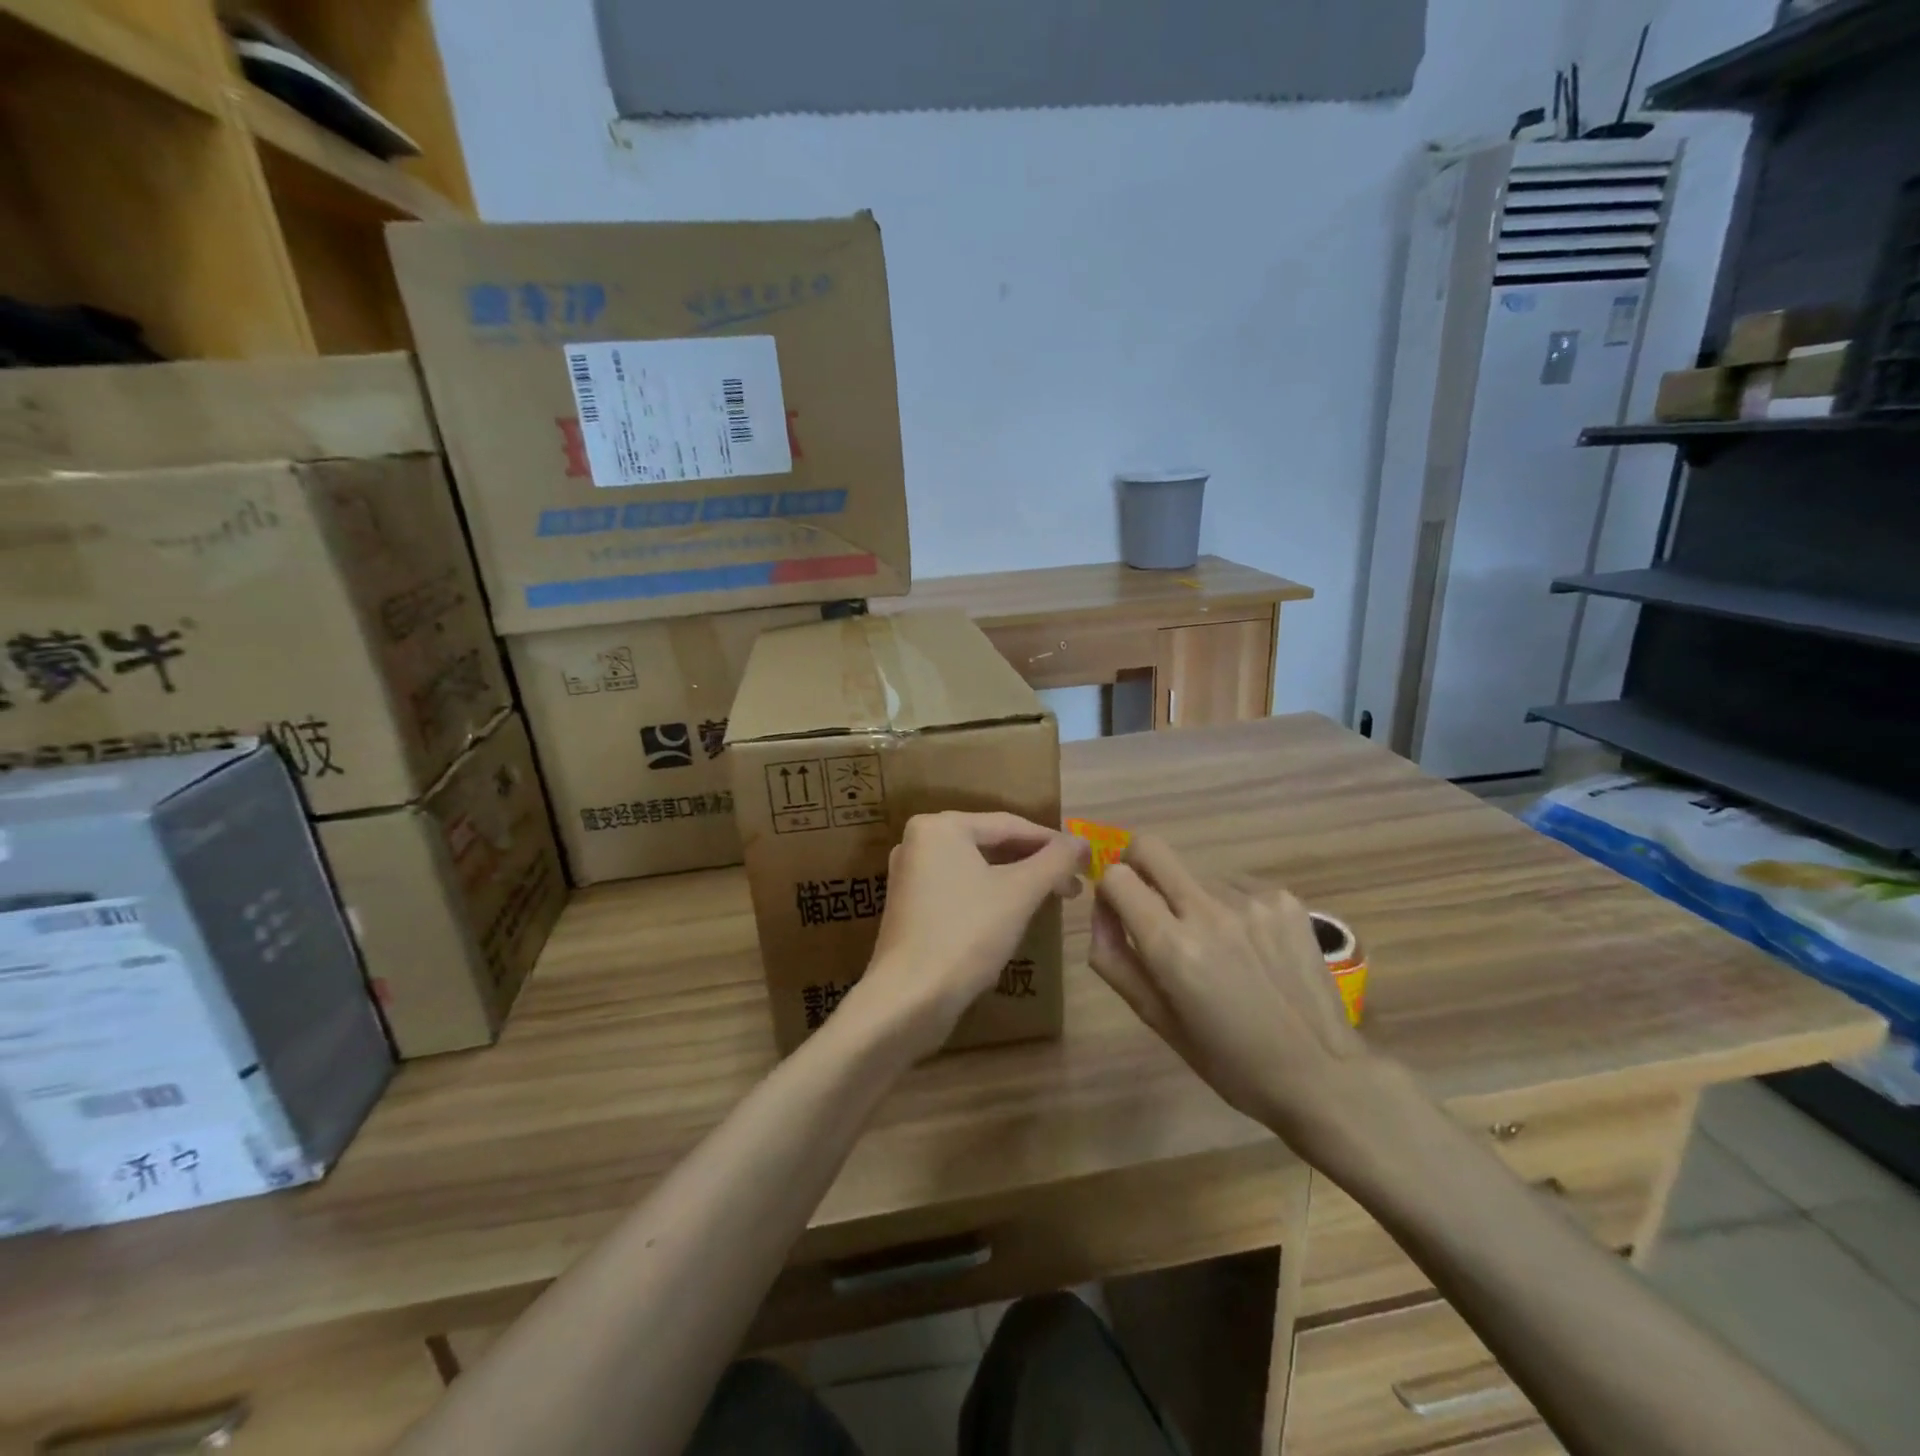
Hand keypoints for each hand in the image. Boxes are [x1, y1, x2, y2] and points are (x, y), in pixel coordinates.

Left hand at [852, 812, 1086, 1056]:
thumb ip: (1055, 861)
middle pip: (991, 843)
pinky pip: (960, 888)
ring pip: (977, 868)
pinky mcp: (911, 907)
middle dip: (1035, 863)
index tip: (1086, 859)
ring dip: (1016, 880)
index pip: (1009, 824)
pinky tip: (1014, 913)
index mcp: (939, 827)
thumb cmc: (966, 935)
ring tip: (1052, 897)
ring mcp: (911, 875)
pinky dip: (990, 895)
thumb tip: (1083, 841)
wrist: (909, 999)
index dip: (1052, 841)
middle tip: (1073, 884)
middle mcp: (919, 842)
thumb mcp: (1019, 893)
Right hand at [1089, 835, 1396, 1162]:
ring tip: (1218, 946)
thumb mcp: (1157, 1020)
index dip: (1109, 892)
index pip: (1117, 877)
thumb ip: (1115, 959)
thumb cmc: (1228, 1060)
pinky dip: (1228, 906)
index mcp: (1173, 948)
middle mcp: (1209, 912)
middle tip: (1151, 904)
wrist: (1322, 1074)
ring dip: (1190, 897)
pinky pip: (1234, 884)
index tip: (1121, 915)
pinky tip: (1249, 946)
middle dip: (1137, 866)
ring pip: (1194, 873)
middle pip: (1150, 847)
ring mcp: (1251, 900)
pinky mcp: (1284, 899)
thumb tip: (1101, 911)